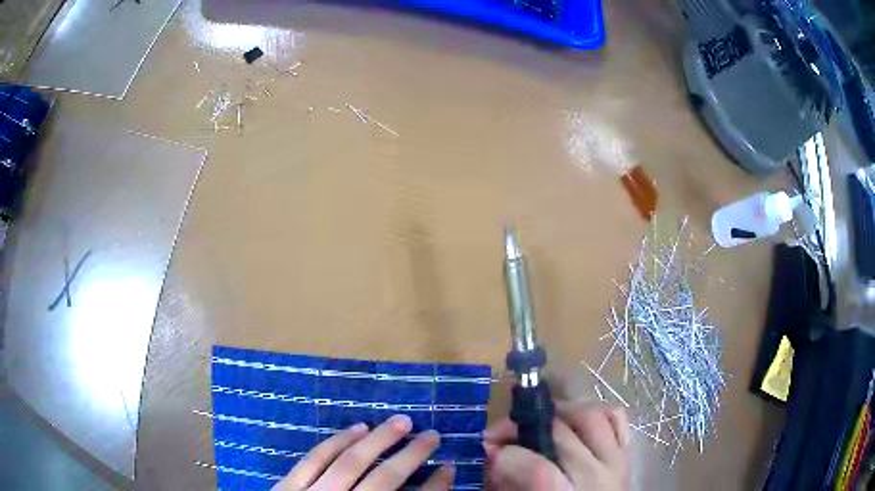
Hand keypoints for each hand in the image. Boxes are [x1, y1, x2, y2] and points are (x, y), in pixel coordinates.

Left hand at [272, 414, 454, 490]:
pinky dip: (337, 441)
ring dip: (377, 440)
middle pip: (383, 479)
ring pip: (349, 462)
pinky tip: (357, 427)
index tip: (449, 468)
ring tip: (401, 422)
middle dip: (411, 456)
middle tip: (433, 435)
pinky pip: (314, 458)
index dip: (435, 487)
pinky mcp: (288, 486)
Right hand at [484, 402, 629, 489]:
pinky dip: (595, 412)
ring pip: (590, 416)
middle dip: (521, 427)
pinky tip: (574, 423)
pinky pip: (616, 417)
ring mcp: (616, 461)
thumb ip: (508, 486)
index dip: (506, 455)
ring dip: (558, 413)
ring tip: (537, 423)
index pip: (537, 469)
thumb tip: (494, 455)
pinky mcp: (626, 454)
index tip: (488, 451)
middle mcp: (597, 477)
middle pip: (559, 434)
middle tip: (500, 434)